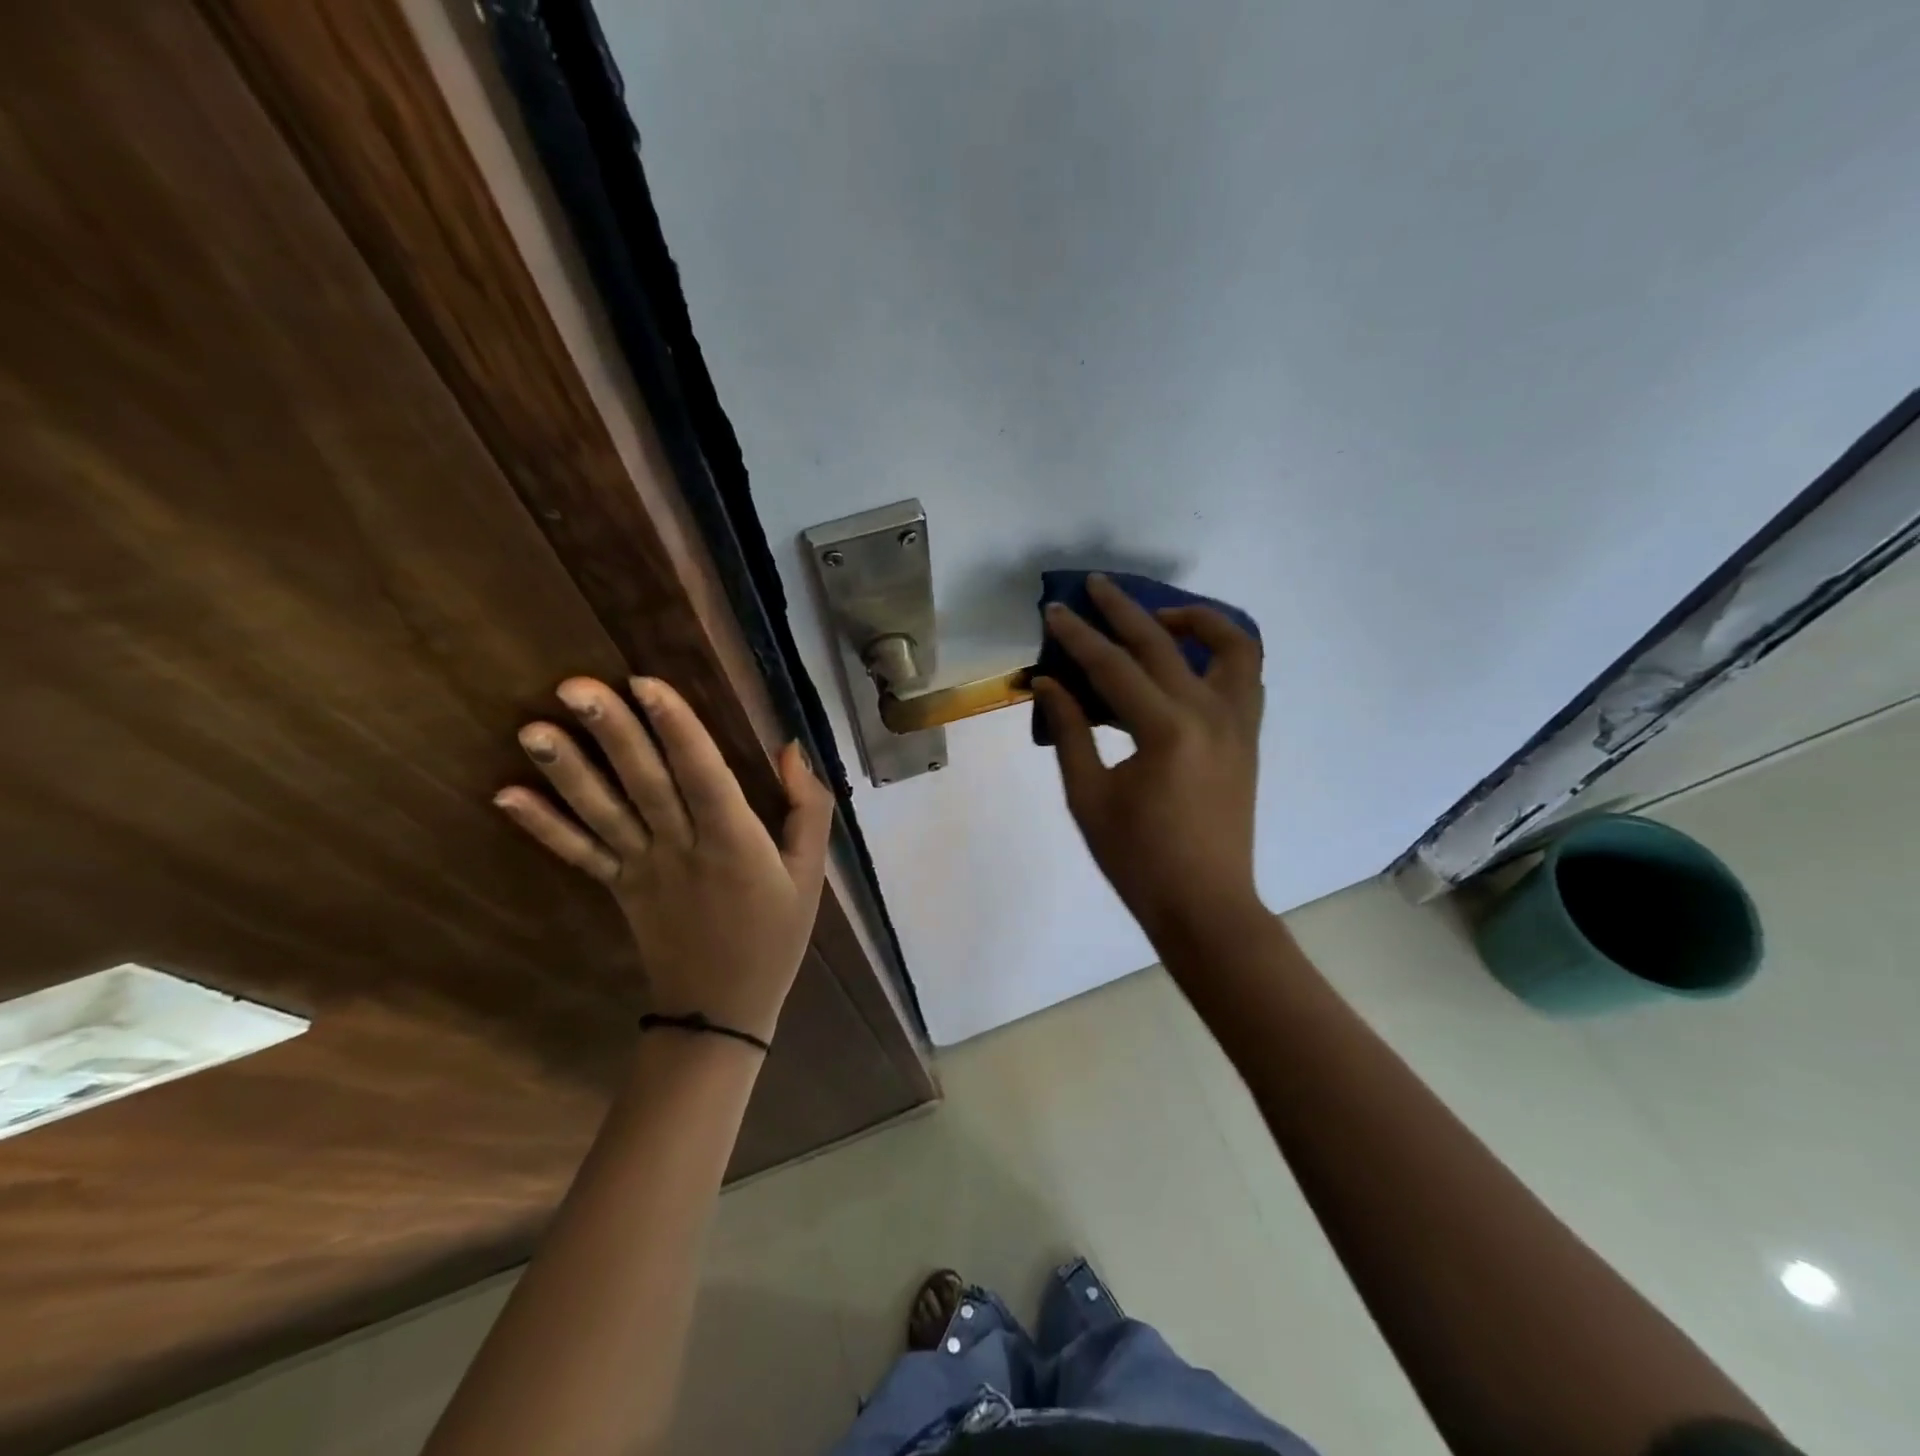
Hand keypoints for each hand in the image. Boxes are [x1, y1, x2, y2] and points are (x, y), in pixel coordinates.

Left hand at [493, 676, 833, 1044]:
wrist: (723, 1010)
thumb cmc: (775, 935)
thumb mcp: (811, 873)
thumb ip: (808, 808)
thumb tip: (792, 748)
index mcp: (736, 843)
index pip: (704, 776)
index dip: (677, 729)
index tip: (646, 683)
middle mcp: (683, 849)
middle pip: (645, 784)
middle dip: (612, 733)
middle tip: (574, 686)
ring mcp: (643, 870)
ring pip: (603, 814)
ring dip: (568, 772)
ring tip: (532, 729)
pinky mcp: (618, 889)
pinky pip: (579, 854)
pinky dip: (542, 826)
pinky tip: (506, 794)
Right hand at [1033, 575, 1265, 948]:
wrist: (1205, 906)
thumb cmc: (1138, 860)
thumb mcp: (1089, 797)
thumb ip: (1070, 732)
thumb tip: (1049, 682)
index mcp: (1166, 730)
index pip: (1113, 666)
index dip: (1078, 636)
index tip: (1055, 611)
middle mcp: (1210, 713)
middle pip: (1164, 642)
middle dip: (1124, 609)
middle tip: (1095, 586)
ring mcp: (1239, 723)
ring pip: (1232, 645)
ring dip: (1195, 619)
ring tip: (1158, 617)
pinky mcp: (1249, 737)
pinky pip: (1245, 675)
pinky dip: (1222, 652)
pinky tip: (1188, 660)